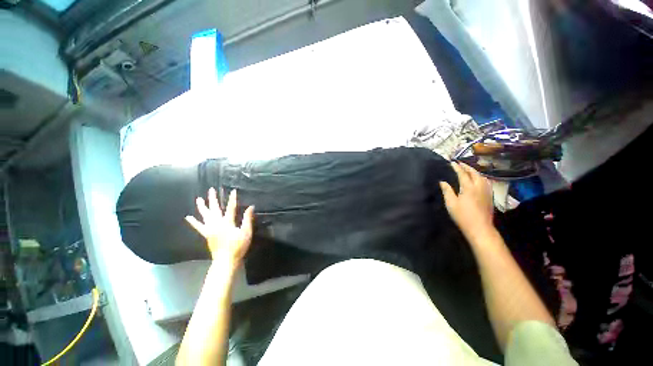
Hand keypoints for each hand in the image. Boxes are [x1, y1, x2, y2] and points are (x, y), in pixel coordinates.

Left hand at [185, 188, 254, 265]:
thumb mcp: (246, 232)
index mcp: (227, 222)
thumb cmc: (238, 246)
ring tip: (199, 199)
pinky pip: (199, 226)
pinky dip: (194, 221)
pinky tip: (189, 217)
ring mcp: (210, 229)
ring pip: (205, 215)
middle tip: (211, 189)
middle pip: (215, 209)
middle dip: (213, 199)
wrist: (226, 260)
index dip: (232, 199)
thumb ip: (247, 219)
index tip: (233, 191)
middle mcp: (217, 223)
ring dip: (202, 207)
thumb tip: (250, 207)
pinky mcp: (207, 234)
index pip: (231, 207)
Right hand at [440, 162, 493, 238]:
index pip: (463, 174)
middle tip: (460, 163)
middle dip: (467, 167)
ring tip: (468, 170)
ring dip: (475, 171)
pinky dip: (480, 177)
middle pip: (474, 173)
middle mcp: (479, 187)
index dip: (457, 167)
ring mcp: (486, 191)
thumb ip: (447, 191)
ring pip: (482, 177)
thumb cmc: (463, 216)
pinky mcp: (490, 196)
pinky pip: (486, 182)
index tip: (452, 162)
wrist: (480, 228)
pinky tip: (478, 179)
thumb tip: (442, 182)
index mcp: (468, 188)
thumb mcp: (451, 204)